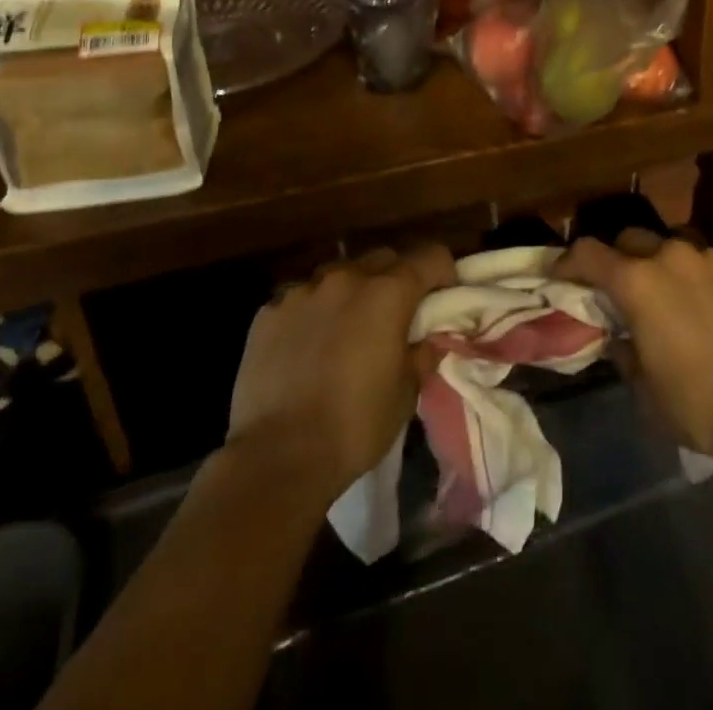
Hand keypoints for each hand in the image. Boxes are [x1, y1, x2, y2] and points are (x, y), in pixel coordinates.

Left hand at [226, 244, 455, 499]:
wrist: (278, 456)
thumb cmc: (355, 425)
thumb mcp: (406, 393)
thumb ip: (422, 354)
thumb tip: (429, 339)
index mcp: (388, 293)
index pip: (430, 256)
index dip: (442, 273)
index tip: (442, 298)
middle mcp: (346, 278)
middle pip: (383, 259)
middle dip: (396, 279)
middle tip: (395, 316)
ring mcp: (303, 290)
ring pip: (339, 273)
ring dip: (351, 291)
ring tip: (346, 328)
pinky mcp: (269, 312)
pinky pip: (301, 297)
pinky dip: (313, 311)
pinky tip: (307, 345)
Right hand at [555, 234, 712, 459]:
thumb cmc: (699, 404)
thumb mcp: (645, 390)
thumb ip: (625, 352)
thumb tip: (621, 337)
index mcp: (637, 283)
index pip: (588, 253)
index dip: (569, 261)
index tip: (562, 273)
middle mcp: (672, 256)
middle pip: (632, 239)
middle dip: (622, 258)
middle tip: (625, 288)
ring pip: (677, 246)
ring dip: (667, 265)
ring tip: (677, 296)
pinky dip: (707, 279)